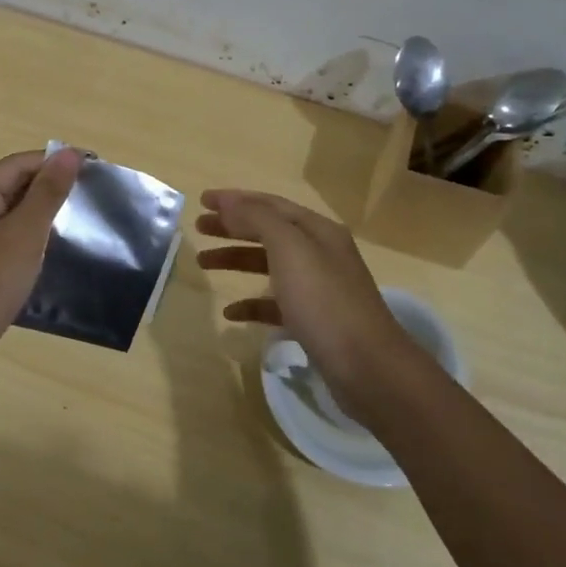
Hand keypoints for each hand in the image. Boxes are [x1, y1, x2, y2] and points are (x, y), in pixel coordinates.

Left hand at [0, 148, 81, 378]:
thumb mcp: (21, 235)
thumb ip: (47, 193)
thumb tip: (70, 152)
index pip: (18, 164)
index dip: (56, 163)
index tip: (97, 170)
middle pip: (12, 189)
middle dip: (51, 192)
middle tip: (94, 200)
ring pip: (10, 220)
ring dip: (42, 221)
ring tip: (81, 226)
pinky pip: (5, 247)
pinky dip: (29, 246)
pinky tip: (53, 258)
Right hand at [197, 190, 426, 423]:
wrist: (366, 366)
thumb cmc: (325, 301)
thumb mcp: (290, 250)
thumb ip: (257, 220)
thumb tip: (228, 202)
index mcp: (317, 230)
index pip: (270, 204)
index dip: (235, 200)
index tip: (202, 201)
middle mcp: (320, 253)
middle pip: (268, 232)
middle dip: (232, 227)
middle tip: (198, 228)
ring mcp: (318, 288)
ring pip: (269, 265)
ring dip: (236, 260)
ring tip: (203, 263)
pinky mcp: (312, 321)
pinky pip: (274, 304)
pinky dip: (251, 303)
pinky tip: (230, 313)